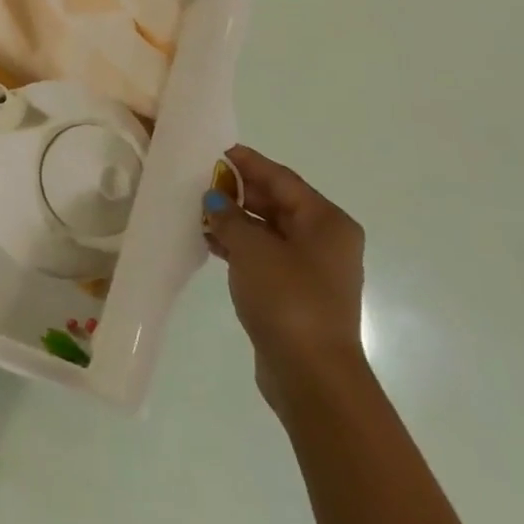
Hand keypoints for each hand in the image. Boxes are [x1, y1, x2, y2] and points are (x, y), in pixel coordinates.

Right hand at [202, 146, 367, 415]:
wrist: (311, 373)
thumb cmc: (288, 299)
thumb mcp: (252, 249)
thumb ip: (230, 217)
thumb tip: (215, 200)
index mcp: (326, 222)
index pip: (282, 179)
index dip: (249, 163)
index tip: (217, 150)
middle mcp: (325, 240)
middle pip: (277, 203)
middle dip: (238, 191)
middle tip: (200, 179)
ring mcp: (312, 269)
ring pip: (268, 230)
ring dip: (235, 219)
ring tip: (197, 209)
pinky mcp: (295, 292)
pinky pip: (264, 255)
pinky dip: (239, 245)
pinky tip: (209, 242)